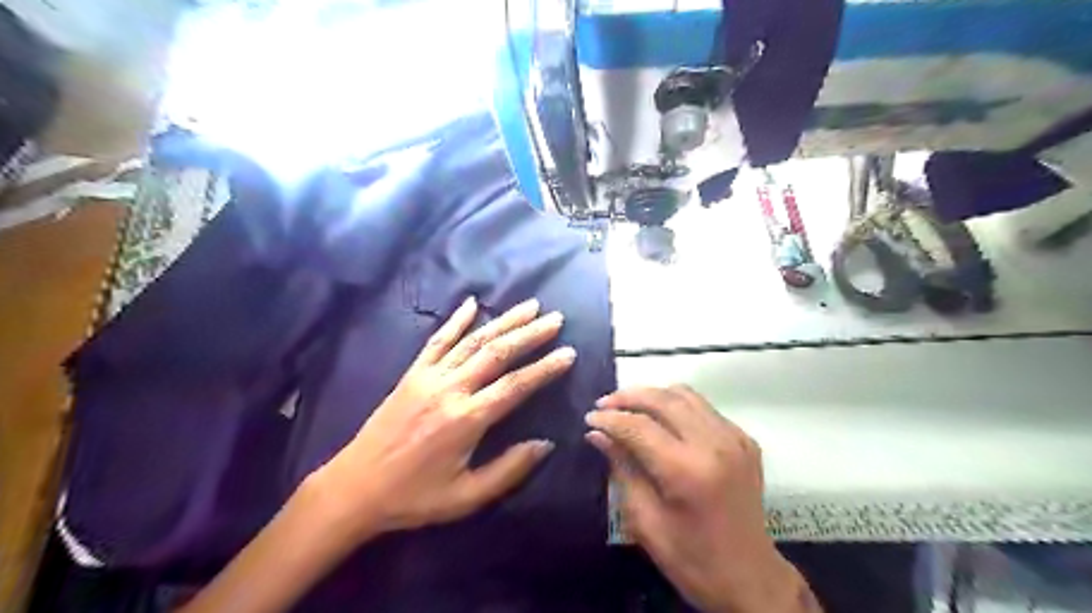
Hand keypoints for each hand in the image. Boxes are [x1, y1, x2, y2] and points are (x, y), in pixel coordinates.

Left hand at [311, 298, 575, 540]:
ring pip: (472, 341)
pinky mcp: (412, 374)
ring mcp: (429, 377)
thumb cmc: (414, 497)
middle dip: (530, 334)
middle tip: (555, 319)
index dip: (545, 368)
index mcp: (466, 419)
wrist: (355, 488)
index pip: (516, 386)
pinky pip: (437, 340)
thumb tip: (546, 443)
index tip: (568, 353)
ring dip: (503, 321)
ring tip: (529, 306)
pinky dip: (455, 320)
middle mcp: (450, 389)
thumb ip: (509, 469)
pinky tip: (471, 303)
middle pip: (497, 353)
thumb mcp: (466, 497)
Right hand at [583, 386, 804, 609]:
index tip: (589, 418)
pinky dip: (677, 406)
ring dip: (653, 395)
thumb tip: (597, 435)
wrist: (751, 578)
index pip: (640, 426)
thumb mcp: (646, 521)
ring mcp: (734, 438)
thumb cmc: (692, 559)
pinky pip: (704, 408)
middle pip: (664, 399)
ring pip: (686, 394)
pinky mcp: (744, 440)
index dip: (610, 419)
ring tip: (629, 407)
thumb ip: (622, 470)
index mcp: (688, 471)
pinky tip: (662, 421)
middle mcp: (714, 444)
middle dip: (628, 397)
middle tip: (604, 405)